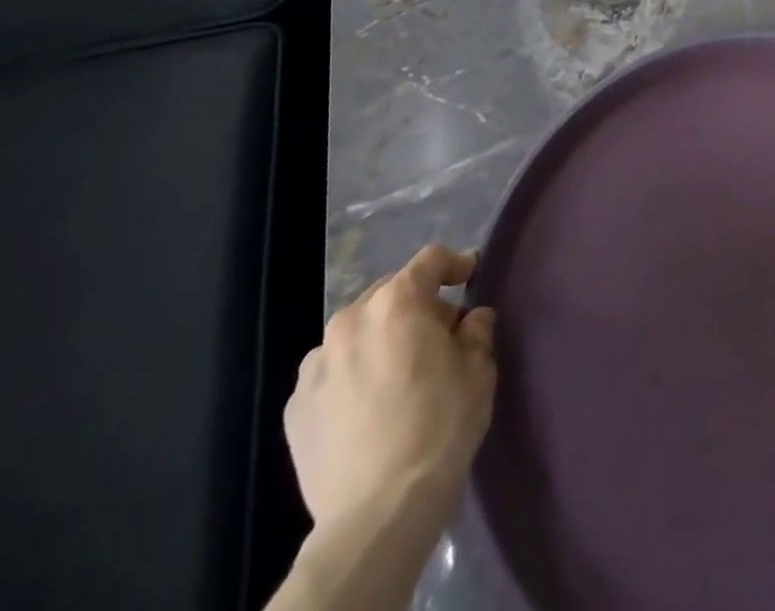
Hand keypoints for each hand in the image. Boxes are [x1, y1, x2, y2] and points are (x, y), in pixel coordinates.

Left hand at [284, 243, 497, 535]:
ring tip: (397, 373)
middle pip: (390, 293)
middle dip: (417, 305)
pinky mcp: (295, 406)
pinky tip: (367, 407)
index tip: (470, 276)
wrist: (377, 514)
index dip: (455, 263)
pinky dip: (352, 375)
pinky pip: (331, 372)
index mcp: (397, 302)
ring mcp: (316, 364)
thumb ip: (477, 332)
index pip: (431, 260)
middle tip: (439, 335)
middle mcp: (351, 320)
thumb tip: (473, 319)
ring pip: (357, 332)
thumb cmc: (439, 428)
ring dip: (380, 338)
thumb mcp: (479, 371)